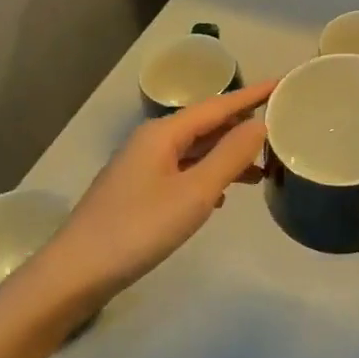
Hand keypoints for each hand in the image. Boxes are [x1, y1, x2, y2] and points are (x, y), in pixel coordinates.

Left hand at [6, 82, 274, 320]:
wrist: (75, 274)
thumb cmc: (138, 229)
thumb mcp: (194, 193)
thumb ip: (230, 156)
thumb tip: (259, 124)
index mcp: (164, 133)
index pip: (219, 105)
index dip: (253, 94)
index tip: (283, 82)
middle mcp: (152, 141)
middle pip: (207, 124)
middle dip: (243, 126)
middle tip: (281, 127)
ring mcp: (142, 167)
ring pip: (196, 150)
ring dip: (229, 155)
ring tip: (263, 169)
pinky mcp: (138, 192)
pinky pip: (184, 171)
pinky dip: (209, 175)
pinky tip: (223, 195)